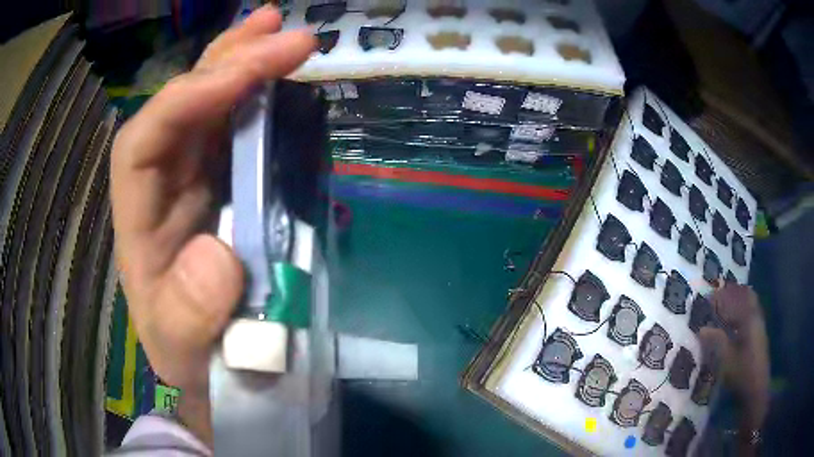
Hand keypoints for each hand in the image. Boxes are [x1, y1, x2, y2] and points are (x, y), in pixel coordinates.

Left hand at [110, 6, 314, 443]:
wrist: (208, 364)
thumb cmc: (191, 355)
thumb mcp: (184, 349)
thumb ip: (189, 315)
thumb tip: (217, 256)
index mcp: (138, 221)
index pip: (143, 142)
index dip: (185, 101)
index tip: (245, 75)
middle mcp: (160, 187)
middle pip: (179, 106)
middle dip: (224, 62)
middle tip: (277, 27)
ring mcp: (193, 180)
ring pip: (209, 106)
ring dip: (242, 63)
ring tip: (279, 32)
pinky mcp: (223, 185)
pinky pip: (237, 128)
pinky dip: (259, 97)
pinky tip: (280, 77)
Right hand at [699, 283, 769, 453]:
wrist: (755, 390)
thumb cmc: (741, 373)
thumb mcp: (726, 359)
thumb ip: (716, 341)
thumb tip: (702, 329)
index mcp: (749, 318)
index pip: (737, 298)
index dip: (723, 296)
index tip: (709, 298)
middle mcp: (756, 317)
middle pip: (746, 297)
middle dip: (732, 295)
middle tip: (717, 299)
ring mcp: (759, 327)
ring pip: (749, 306)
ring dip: (736, 304)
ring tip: (723, 310)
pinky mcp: (758, 337)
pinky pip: (749, 316)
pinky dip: (740, 314)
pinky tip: (732, 325)